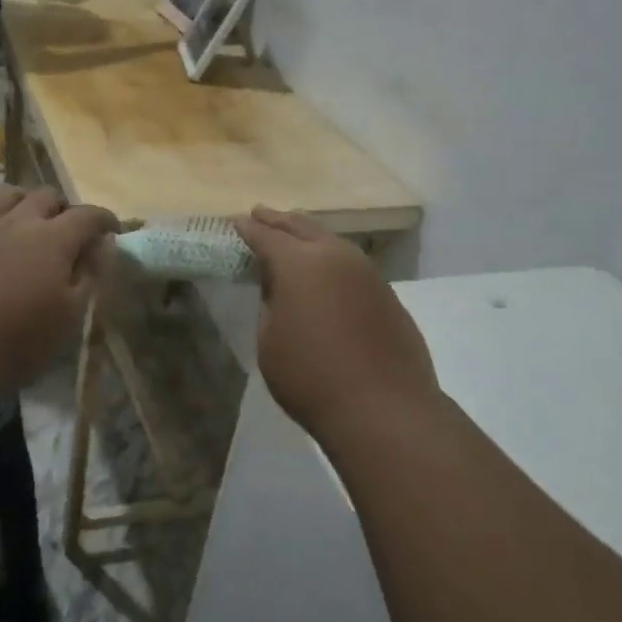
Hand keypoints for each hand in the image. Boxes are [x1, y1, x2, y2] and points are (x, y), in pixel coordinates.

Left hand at [0, 186, 118, 390]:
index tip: (114, 231)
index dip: (104, 219)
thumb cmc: (24, 336)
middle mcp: (19, 224)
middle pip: (45, 196)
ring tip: (28, 213)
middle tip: (71, 229)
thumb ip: (89, 276)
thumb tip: (102, 247)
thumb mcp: (72, 313)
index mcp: (54, 239)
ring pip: (3, 195)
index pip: (87, 216)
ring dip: (20, 197)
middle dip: (63, 207)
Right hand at [233, 206, 439, 441]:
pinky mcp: (386, 294)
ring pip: (332, 241)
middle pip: (302, 228)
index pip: (267, 237)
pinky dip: (331, 256)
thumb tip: (277, 286)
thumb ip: (269, 305)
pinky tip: (325, 268)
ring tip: (292, 232)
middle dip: (279, 220)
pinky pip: (350, 262)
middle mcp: (335, 257)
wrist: (383, 408)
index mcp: (299, 264)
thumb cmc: (310, 378)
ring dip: (308, 234)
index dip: (249, 229)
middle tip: (260, 213)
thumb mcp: (269, 342)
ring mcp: (367, 273)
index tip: (235, 222)